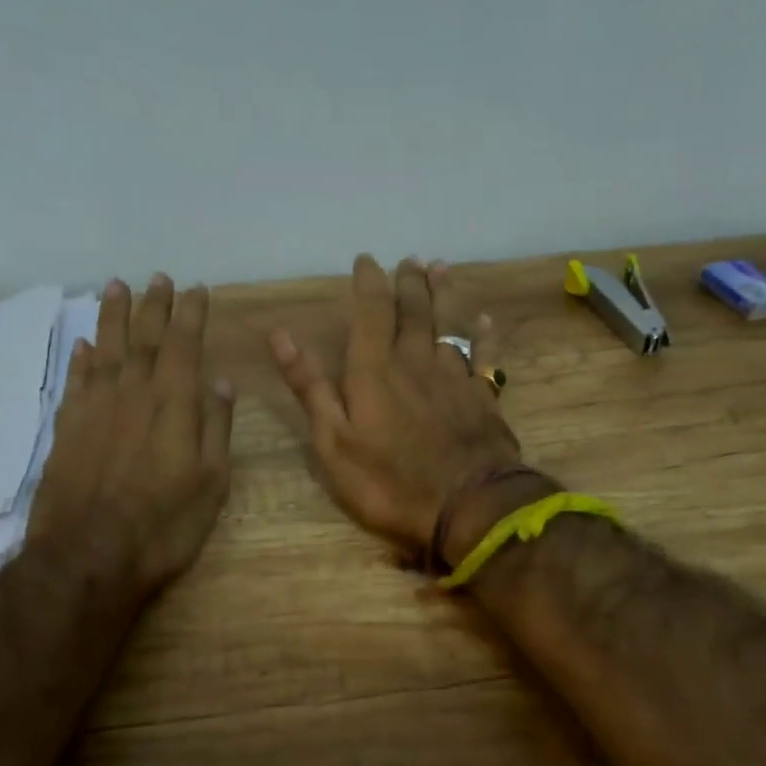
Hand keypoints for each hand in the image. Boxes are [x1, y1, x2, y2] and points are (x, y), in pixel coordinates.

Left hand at [29, 274, 235, 598]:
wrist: (88, 558)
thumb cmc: (163, 526)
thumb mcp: (211, 483)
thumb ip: (216, 426)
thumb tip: (221, 380)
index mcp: (174, 404)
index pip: (184, 345)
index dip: (191, 314)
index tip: (197, 289)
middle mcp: (132, 394)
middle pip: (143, 338)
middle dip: (153, 305)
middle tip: (158, 278)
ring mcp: (94, 409)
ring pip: (104, 350)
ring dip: (112, 317)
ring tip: (116, 287)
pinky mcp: (66, 429)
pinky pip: (74, 381)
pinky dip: (80, 360)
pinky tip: (83, 345)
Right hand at [270, 255, 520, 554]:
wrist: (468, 506)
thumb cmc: (390, 482)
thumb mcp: (334, 443)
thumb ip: (311, 387)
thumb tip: (281, 335)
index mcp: (375, 371)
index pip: (372, 312)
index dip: (369, 282)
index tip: (366, 260)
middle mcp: (416, 363)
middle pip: (414, 312)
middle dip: (408, 283)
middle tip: (408, 259)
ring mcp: (454, 379)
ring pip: (449, 325)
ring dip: (443, 295)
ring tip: (440, 268)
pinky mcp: (483, 399)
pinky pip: (484, 358)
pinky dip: (483, 337)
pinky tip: (483, 322)